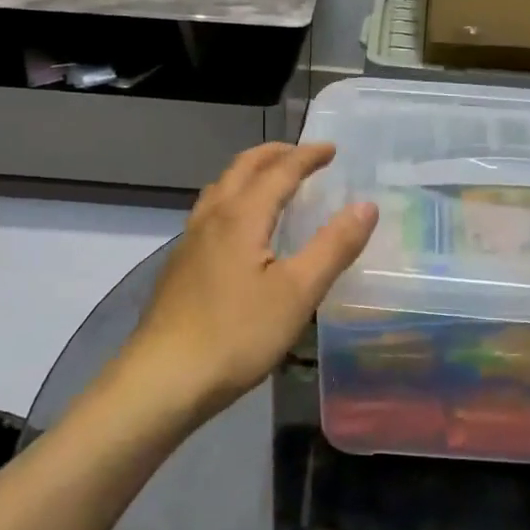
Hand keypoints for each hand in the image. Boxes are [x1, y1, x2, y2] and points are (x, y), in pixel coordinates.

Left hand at [115, 143, 376, 419]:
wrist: (163, 380)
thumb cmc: (237, 334)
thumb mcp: (298, 292)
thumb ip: (334, 246)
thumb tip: (366, 205)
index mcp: (242, 217)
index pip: (280, 171)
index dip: (308, 157)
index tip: (332, 149)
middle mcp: (212, 218)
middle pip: (242, 169)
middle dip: (273, 155)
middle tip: (301, 155)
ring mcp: (190, 242)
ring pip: (219, 189)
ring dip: (248, 174)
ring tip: (271, 183)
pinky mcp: (179, 267)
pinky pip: (209, 214)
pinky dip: (233, 200)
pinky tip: (239, 231)